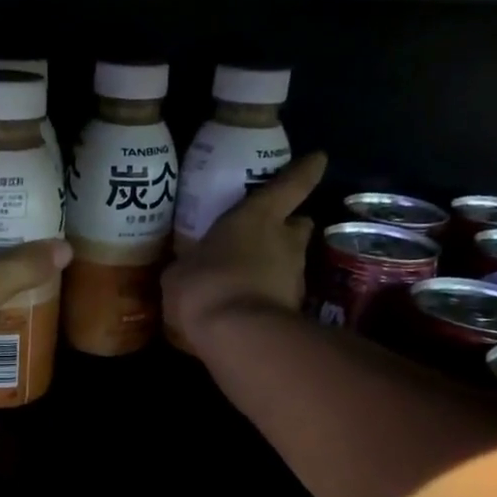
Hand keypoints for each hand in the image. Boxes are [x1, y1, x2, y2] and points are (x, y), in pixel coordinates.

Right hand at [162, 151, 326, 342]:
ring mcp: (295, 277)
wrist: (239, 337)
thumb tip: (185, 269)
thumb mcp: (179, 272)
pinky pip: (281, 296)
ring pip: (291, 263)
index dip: (304, 170)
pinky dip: (268, 299)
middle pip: (299, 225)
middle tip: (266, 236)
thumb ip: (190, 264)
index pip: (291, 184)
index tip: (317, 159)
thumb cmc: (205, 286)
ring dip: (275, 267)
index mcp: (258, 217)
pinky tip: (246, 310)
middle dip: (287, 229)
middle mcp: (285, 241)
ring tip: (247, 280)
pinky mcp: (295, 310)